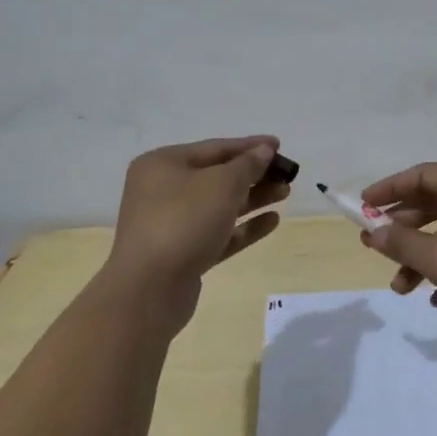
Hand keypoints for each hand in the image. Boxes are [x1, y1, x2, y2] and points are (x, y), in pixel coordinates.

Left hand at [104, 136, 288, 329]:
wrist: (149, 289)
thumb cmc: (184, 221)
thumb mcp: (222, 184)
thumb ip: (247, 164)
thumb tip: (263, 150)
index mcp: (163, 164)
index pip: (214, 148)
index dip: (249, 146)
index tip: (279, 145)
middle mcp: (162, 190)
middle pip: (217, 176)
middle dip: (254, 174)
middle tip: (286, 174)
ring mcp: (171, 224)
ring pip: (219, 205)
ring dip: (253, 198)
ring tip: (285, 193)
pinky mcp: (182, 254)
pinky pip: (218, 233)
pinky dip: (244, 226)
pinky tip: (272, 221)